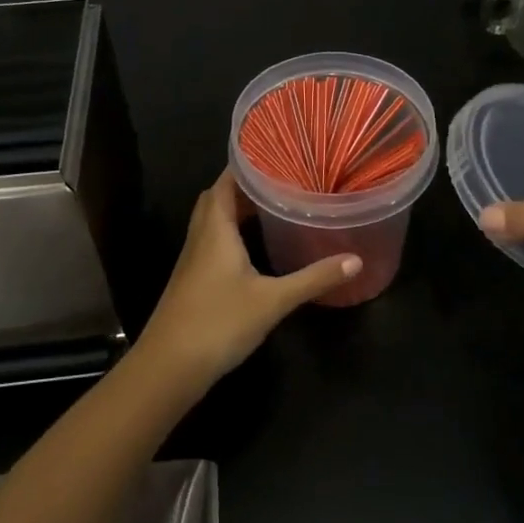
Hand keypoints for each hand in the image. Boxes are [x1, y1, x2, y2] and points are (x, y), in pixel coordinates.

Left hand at [137, 169, 360, 380]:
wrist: (168, 367)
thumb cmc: (219, 322)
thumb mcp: (273, 300)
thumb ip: (313, 279)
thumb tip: (355, 260)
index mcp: (216, 229)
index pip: (226, 182)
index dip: (245, 165)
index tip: (274, 154)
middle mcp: (200, 237)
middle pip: (217, 199)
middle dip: (244, 186)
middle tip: (279, 181)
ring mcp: (192, 261)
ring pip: (212, 222)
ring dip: (236, 210)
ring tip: (271, 207)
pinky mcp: (192, 282)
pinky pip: (211, 243)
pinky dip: (231, 234)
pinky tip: (252, 249)